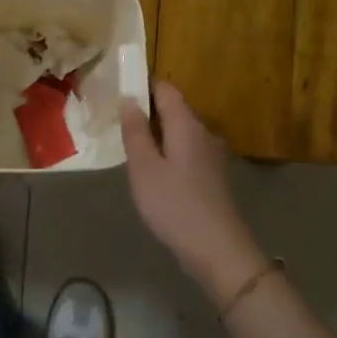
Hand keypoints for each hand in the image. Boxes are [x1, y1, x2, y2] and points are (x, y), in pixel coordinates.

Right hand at [120, 82, 266, 303]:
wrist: (219, 250)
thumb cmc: (175, 206)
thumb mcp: (144, 168)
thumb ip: (135, 132)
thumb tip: (129, 99)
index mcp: (186, 124)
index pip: (165, 89)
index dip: (142, 86)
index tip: (118, 94)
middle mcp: (204, 132)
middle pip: (174, 110)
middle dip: (147, 112)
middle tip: (117, 126)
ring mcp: (212, 155)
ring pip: (180, 133)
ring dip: (157, 136)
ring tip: (132, 151)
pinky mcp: (214, 176)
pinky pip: (187, 152)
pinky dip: (169, 154)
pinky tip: (155, 175)